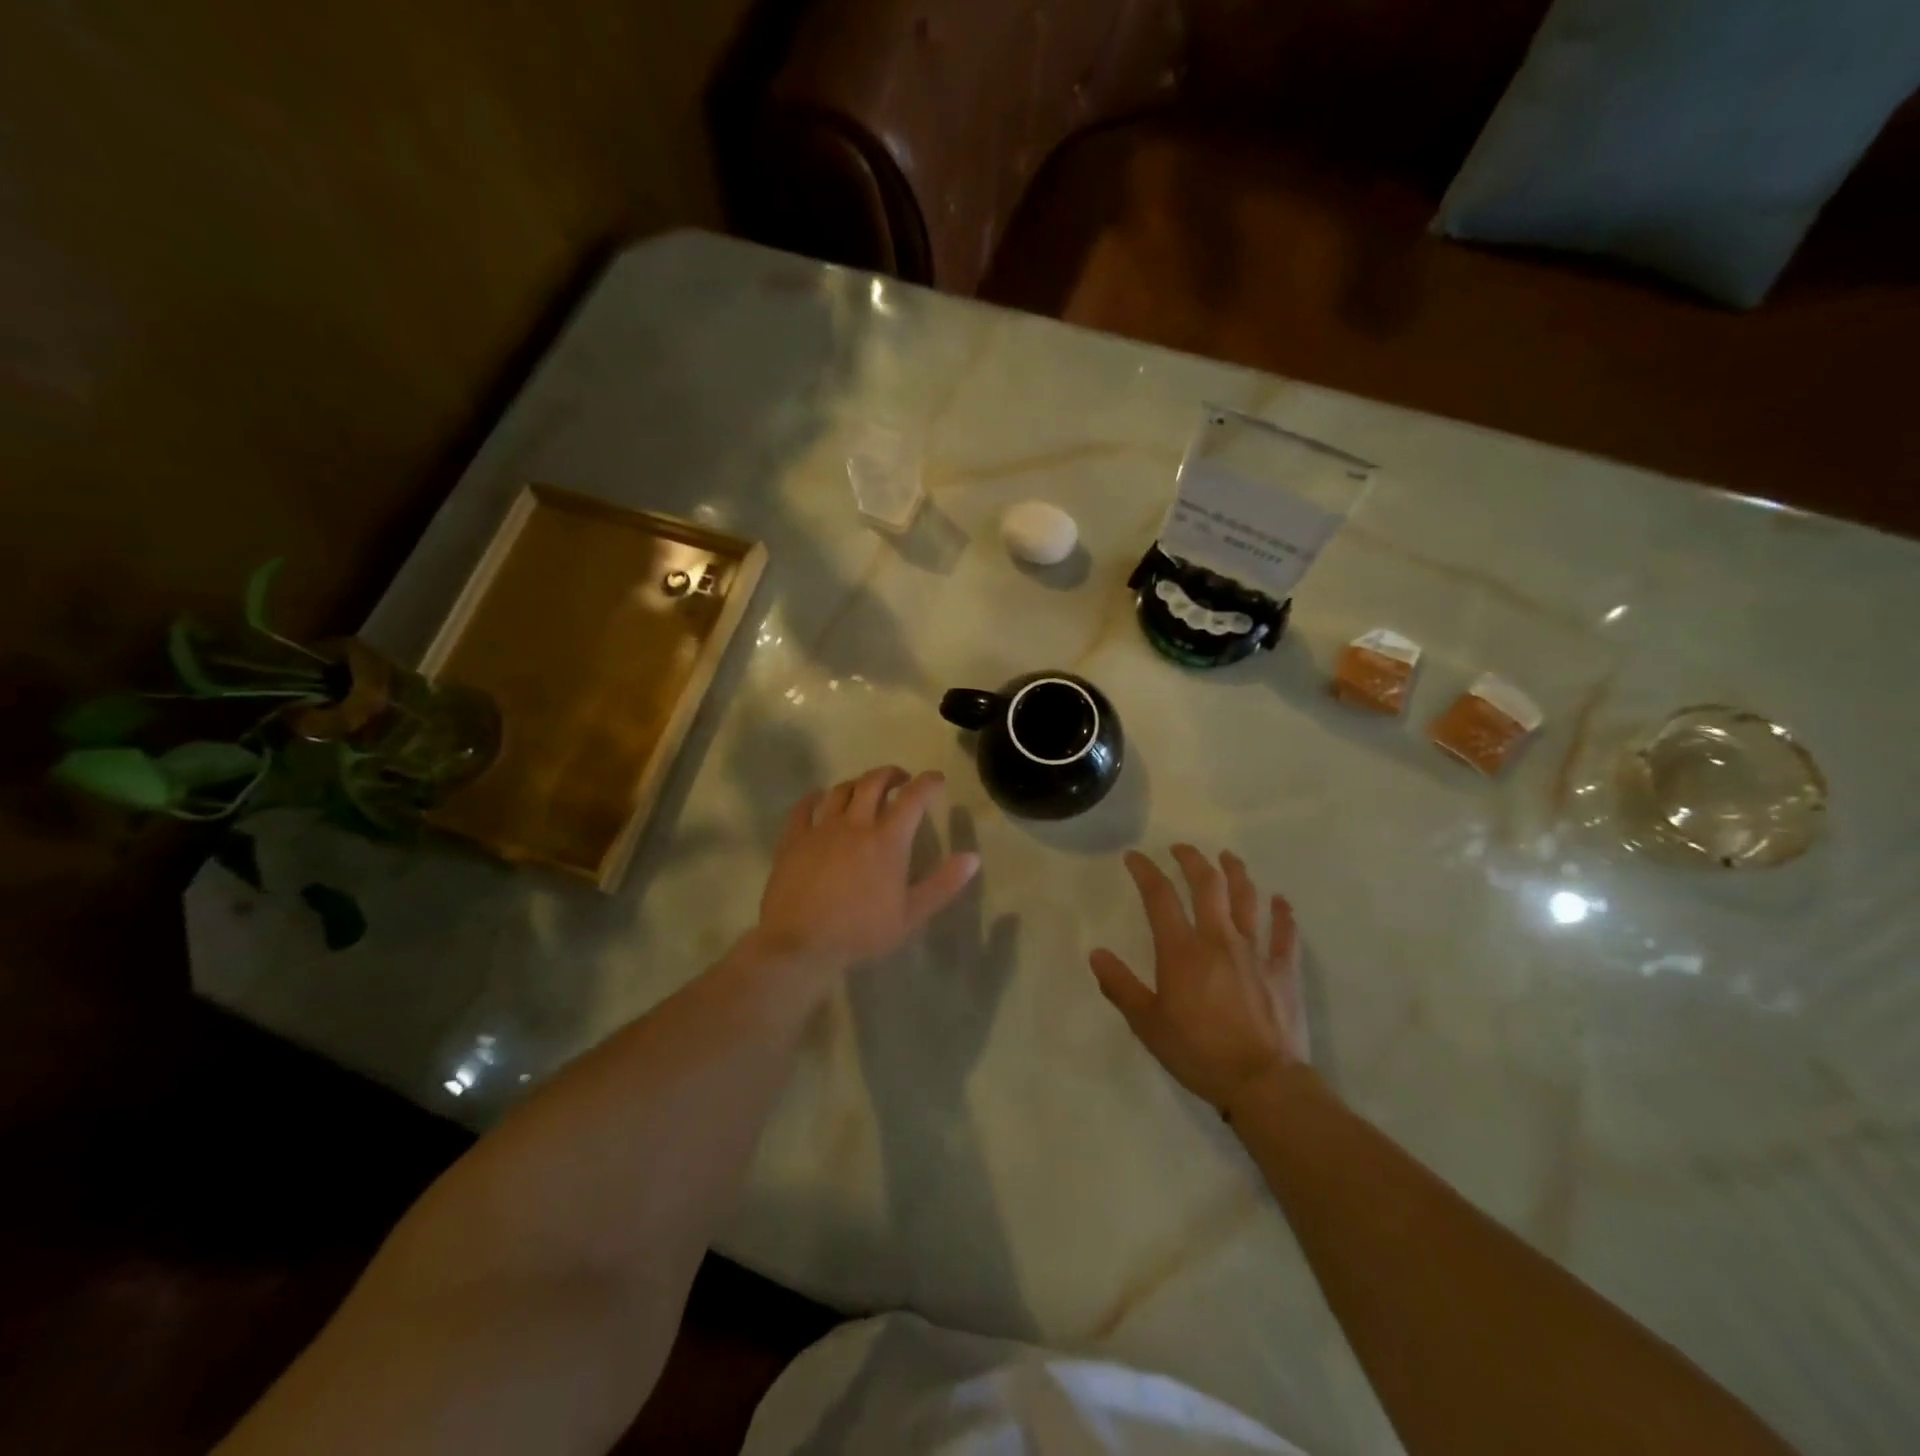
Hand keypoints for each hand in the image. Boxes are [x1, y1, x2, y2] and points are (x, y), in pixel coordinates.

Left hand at [753, 766, 979, 975]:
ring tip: (864, 789)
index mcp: (887, 840)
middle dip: (891, 774)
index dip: (927, 783)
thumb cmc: (861, 932)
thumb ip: (943, 884)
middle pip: (873, 783)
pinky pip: (804, 807)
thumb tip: (972, 857)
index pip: (912, 798)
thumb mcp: (911, 914)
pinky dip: (815, 797)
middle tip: (901, 779)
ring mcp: (821, 829)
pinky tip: (819, 798)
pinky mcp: (794, 839)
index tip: (937, 779)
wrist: (801, 944)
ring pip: (841, 790)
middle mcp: (855, 824)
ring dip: (857, 783)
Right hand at [1089, 845, 1308, 1112]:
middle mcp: (1219, 939)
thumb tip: (1096, 953)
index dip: (1145, 871)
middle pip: (1207, 885)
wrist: (1263, 1083)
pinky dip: (1283, 913)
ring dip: (1236, 873)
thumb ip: (1120, 986)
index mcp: (1182, 951)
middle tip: (1181, 849)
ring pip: (1247, 899)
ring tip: (1228, 857)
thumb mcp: (1147, 1025)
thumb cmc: (1199, 1053)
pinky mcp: (1283, 971)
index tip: (1134, 857)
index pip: (1160, 897)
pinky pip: (1286, 934)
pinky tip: (1281, 900)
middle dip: (1192, 860)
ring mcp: (1255, 952)